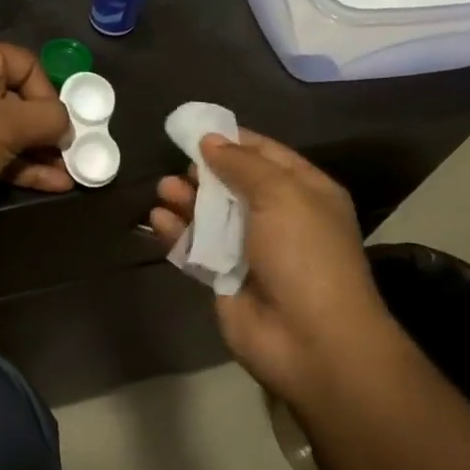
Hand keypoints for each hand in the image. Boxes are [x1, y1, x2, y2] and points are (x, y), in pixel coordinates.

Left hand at [0, 41, 72, 228]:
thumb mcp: (8, 124)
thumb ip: (48, 119)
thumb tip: (67, 127)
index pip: (27, 65)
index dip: (49, 93)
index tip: (59, 123)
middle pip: (23, 100)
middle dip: (50, 128)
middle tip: (74, 151)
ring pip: (14, 132)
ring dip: (42, 152)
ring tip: (72, 172)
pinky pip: (3, 154)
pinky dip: (26, 167)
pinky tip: (55, 184)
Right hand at [151, 131, 396, 404]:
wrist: (311, 340)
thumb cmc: (304, 254)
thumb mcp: (282, 194)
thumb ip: (242, 164)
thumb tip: (209, 140)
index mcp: (305, 192)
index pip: (265, 154)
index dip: (232, 140)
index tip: (194, 129)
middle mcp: (278, 217)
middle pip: (232, 184)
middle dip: (203, 172)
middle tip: (177, 166)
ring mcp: (249, 250)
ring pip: (210, 215)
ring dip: (186, 200)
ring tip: (163, 189)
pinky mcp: (224, 277)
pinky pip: (195, 247)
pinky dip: (176, 232)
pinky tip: (158, 219)